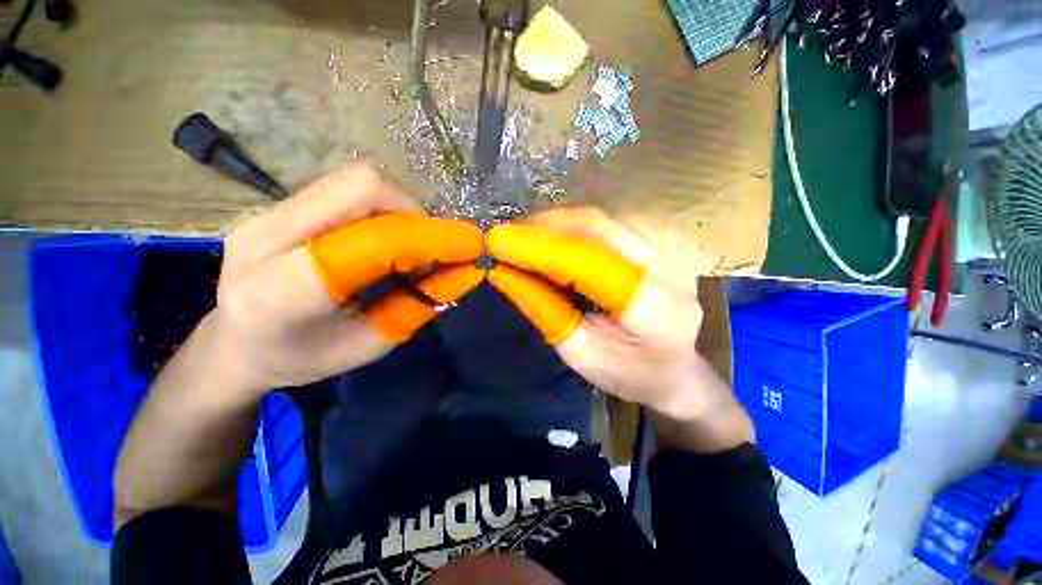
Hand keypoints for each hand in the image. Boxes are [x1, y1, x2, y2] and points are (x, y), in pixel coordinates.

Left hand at [209, 165, 483, 391]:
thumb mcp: (369, 346)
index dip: (430, 238)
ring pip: (356, 183)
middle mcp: (265, 235)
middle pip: (361, 187)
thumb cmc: (300, 358)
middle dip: (417, 214)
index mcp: (281, 289)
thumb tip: (465, 272)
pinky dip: (384, 211)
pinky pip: (346, 191)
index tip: (471, 246)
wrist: (232, 344)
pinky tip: (388, 240)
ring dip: (402, 211)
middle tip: (436, 248)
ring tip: (413, 247)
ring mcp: (266, 212)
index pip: (373, 242)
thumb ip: (418, 306)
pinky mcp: (277, 205)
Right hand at [487, 208, 749, 447]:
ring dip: (557, 225)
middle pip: (599, 228)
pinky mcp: (657, 249)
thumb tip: (504, 273)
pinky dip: (572, 229)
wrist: (677, 373)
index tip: (498, 242)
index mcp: (655, 310)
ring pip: (603, 221)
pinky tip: (552, 240)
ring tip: (523, 238)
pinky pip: (608, 227)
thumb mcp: (579, 354)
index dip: (541, 249)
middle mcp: (667, 270)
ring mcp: (666, 254)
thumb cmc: (628, 376)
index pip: (589, 264)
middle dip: (545, 228)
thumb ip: (544, 311)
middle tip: (507, 237)